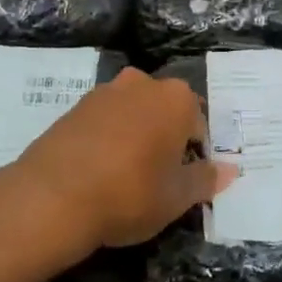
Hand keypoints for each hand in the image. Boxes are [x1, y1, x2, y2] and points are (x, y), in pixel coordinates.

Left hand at [0, 68, 234, 256]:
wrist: (52, 197)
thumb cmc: (129, 194)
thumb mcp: (177, 197)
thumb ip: (205, 179)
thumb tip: (229, 170)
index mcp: (177, 99)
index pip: (199, 125)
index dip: (195, 155)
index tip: (183, 181)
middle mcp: (143, 83)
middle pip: (166, 111)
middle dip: (166, 138)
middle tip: (157, 177)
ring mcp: (106, 91)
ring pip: (134, 112)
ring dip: (136, 135)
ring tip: (125, 175)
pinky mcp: (75, 106)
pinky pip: (105, 120)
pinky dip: (108, 138)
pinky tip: (99, 170)